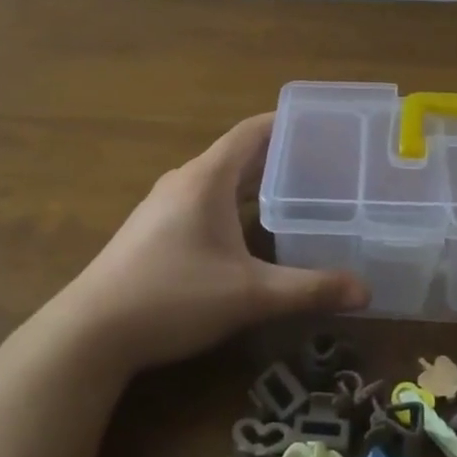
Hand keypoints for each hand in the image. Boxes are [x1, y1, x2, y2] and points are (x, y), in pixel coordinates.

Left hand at [58, 114, 369, 375]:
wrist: (90, 333)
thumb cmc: (173, 297)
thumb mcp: (248, 294)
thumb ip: (309, 289)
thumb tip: (366, 289)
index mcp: (207, 177)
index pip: (252, 131)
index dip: (287, 123)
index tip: (323, 126)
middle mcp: (185, 181)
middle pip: (238, 154)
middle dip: (279, 155)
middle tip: (324, 164)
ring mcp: (165, 205)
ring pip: (220, 180)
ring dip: (255, 181)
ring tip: (296, 193)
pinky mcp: (154, 230)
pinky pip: (204, 200)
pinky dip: (234, 203)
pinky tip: (251, 230)